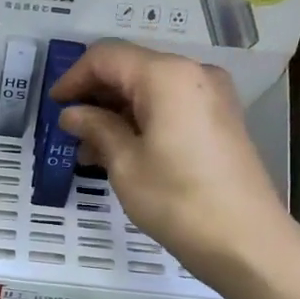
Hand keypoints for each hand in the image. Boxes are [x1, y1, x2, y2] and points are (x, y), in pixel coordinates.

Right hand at [52, 41, 288, 275]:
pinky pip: (171, 106)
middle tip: (69, 131)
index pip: (107, 57)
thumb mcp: (126, 165)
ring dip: (117, 111)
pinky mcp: (220, 119)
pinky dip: (143, 120)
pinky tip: (122, 152)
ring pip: (151, 89)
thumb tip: (72, 114)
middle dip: (96, 95)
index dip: (74, 77)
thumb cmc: (178, 201)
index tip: (53, 105)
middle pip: (131, 68)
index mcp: (166, 76)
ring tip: (90, 151)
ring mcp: (212, 95)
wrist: (246, 241)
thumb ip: (96, 129)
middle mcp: (193, 73)